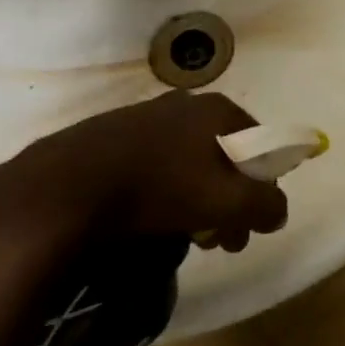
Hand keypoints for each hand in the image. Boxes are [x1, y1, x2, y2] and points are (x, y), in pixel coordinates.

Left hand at [0, 91, 289, 287]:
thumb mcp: (226, 202)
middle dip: (230, 200)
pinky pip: (155, 164)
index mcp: (216, 110)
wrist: (67, 187)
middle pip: (224, 154)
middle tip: (220, 241)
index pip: (261, 145)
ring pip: (189, 161)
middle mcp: (185, 103)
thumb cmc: (159, 188)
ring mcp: (145, 116)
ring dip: (198, 200)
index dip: (264, 187)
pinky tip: (149, 220)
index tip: (250, 226)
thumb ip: (265, 204)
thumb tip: (277, 210)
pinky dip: (164, 191)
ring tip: (185, 238)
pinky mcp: (112, 135)